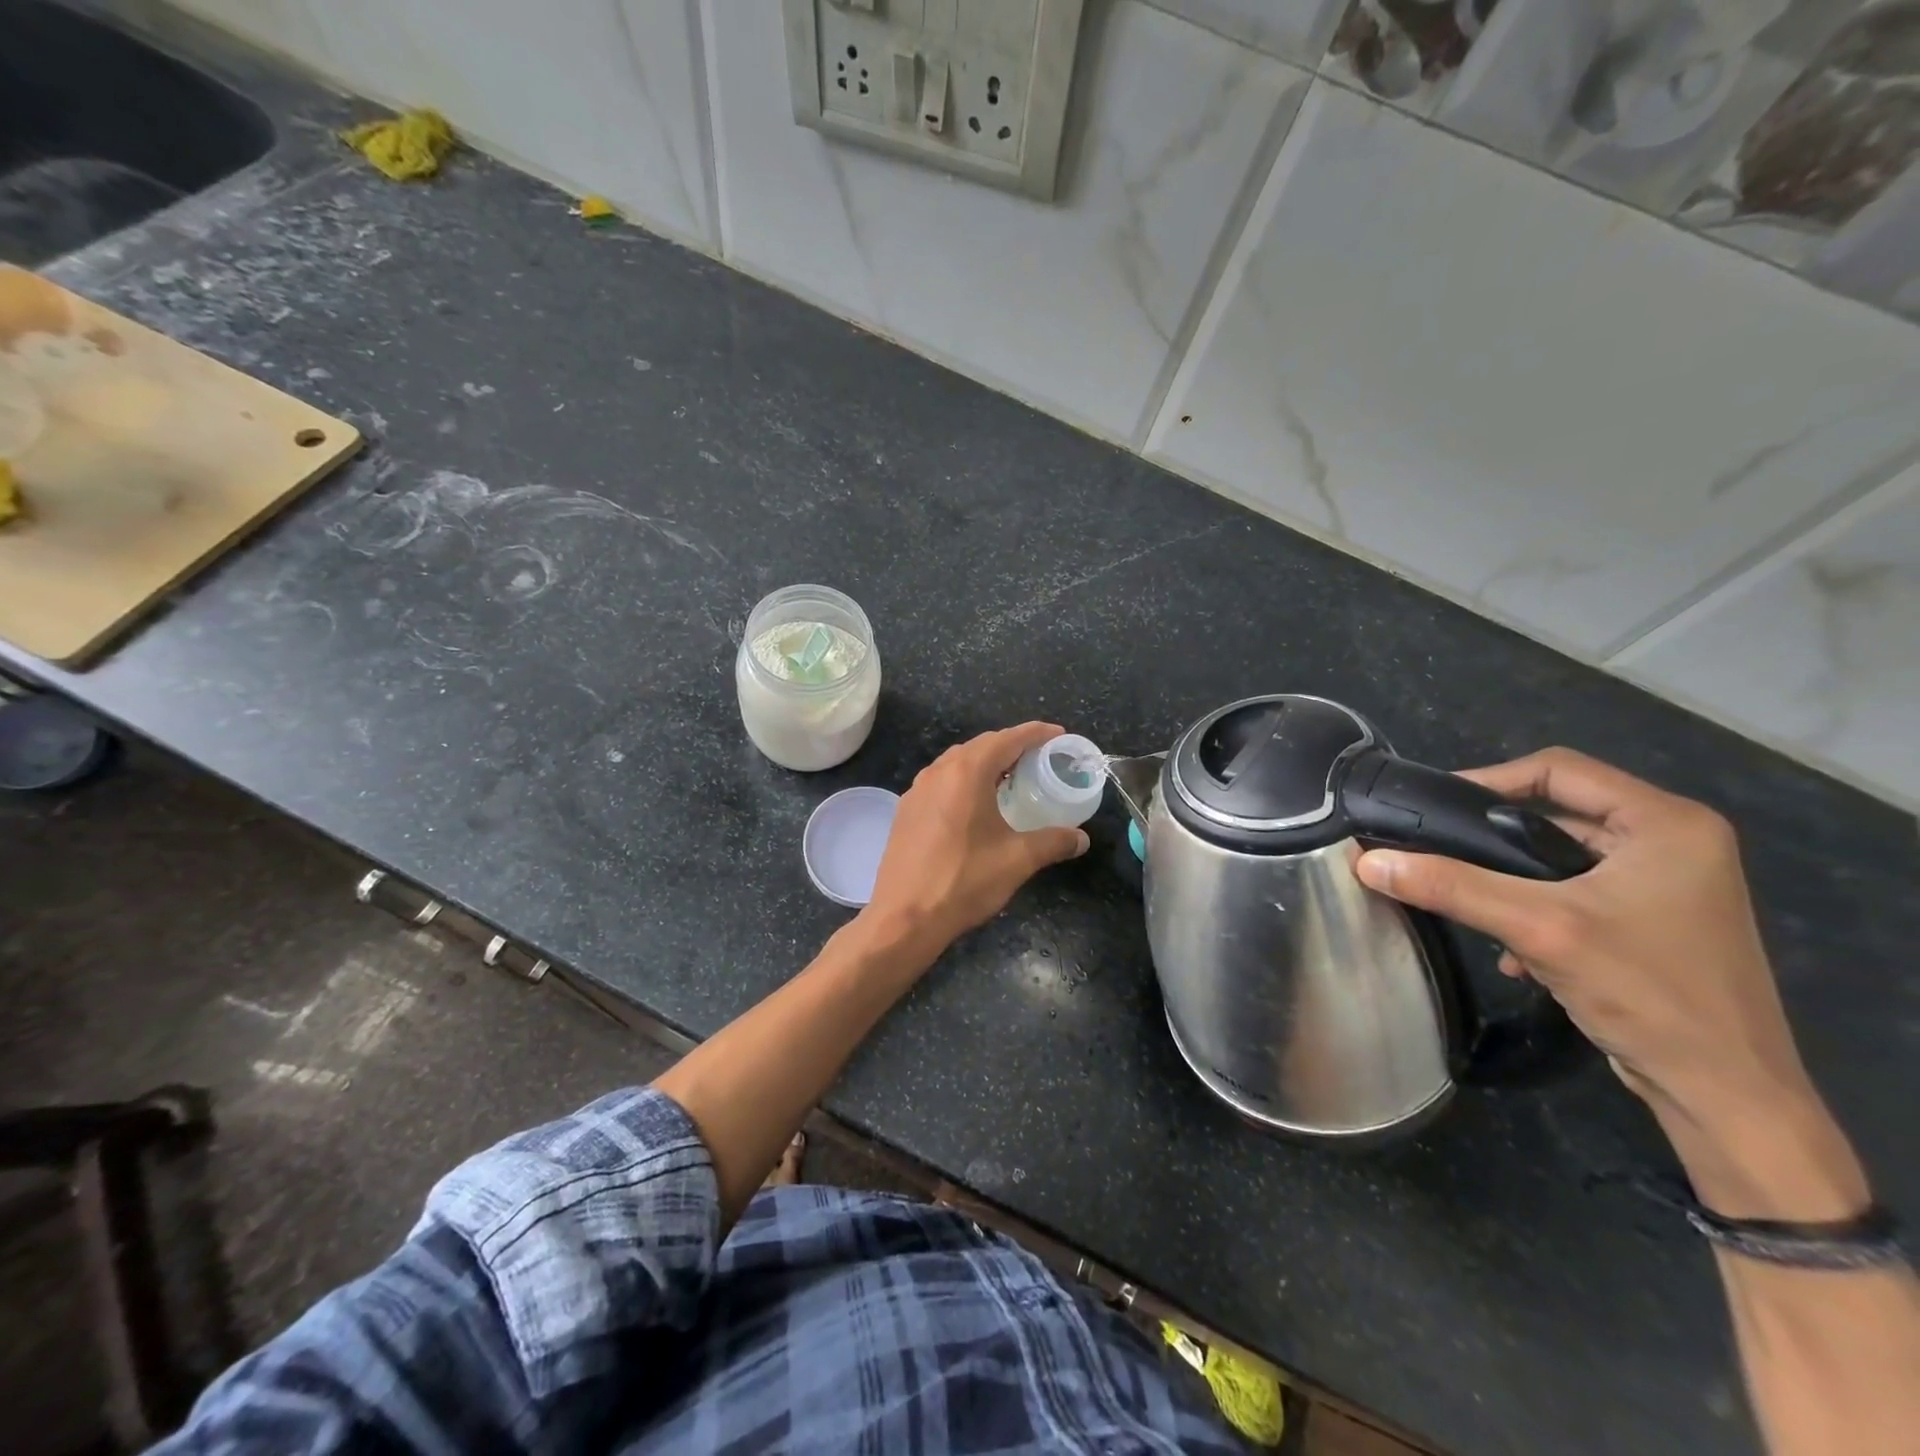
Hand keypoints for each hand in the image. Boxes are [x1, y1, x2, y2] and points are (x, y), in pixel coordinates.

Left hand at [861, 722, 1090, 956]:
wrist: (904, 917)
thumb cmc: (964, 881)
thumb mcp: (1018, 860)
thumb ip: (1053, 842)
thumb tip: (1080, 838)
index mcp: (967, 773)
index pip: (1007, 739)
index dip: (1035, 733)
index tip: (1058, 735)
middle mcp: (938, 772)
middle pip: (980, 745)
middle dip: (1011, 746)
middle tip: (1039, 758)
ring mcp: (917, 791)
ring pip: (957, 762)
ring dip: (985, 763)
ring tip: (1010, 777)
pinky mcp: (906, 811)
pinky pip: (941, 782)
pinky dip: (964, 781)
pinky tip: (976, 804)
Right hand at [1353, 749, 1821, 1141]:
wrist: (1726, 1097)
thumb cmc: (1649, 993)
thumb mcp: (1538, 928)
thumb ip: (1450, 886)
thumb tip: (1366, 861)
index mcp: (1666, 823)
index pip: (1558, 768)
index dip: (1490, 779)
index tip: (1434, 808)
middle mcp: (1673, 842)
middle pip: (1557, 812)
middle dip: (1494, 836)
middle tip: (1436, 850)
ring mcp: (1666, 884)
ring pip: (1560, 855)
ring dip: (1511, 879)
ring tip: (1467, 902)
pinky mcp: (1653, 921)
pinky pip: (1575, 891)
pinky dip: (1535, 909)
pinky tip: (1512, 951)